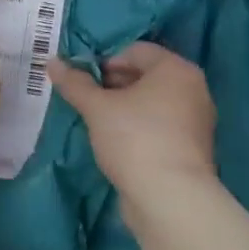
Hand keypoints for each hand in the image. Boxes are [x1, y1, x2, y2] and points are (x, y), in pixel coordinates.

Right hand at [47, 42, 215, 200]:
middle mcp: (193, 88)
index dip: (104, 62)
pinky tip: (118, 143)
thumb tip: (52, 62)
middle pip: (145, 75)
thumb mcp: (97, 108)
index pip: (135, 51)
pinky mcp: (192, 148)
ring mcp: (196, 120)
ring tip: (98, 123)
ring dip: (124, 107)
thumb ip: (75, 83)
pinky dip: (139, 127)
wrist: (170, 199)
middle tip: (86, 101)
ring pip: (152, 102)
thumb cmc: (135, 139)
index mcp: (176, 69)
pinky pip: (160, 125)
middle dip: (113, 85)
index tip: (83, 82)